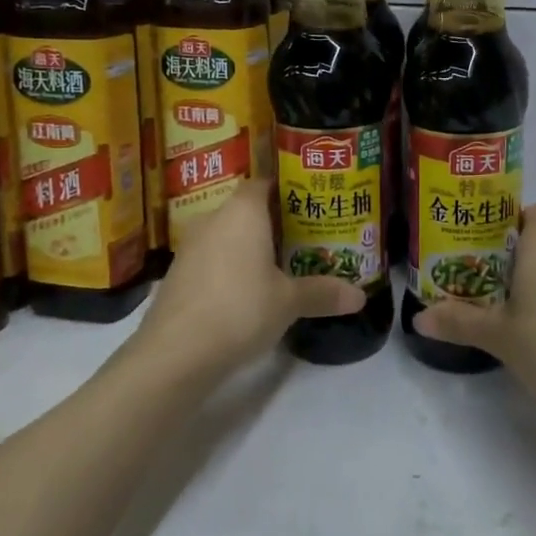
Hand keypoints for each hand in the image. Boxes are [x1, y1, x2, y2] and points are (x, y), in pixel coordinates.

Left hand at [133, 179, 363, 379]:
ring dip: (248, 246)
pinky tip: (246, 291)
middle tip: (303, 236)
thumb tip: (360, 297)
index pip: (265, 183)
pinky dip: (229, 267)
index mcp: (243, 210)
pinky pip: (211, 258)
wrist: (175, 353)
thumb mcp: (289, 302)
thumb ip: (323, 293)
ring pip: (226, 234)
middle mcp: (214, 218)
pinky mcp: (177, 274)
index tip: (309, 204)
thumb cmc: (240, 308)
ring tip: (279, 264)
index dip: (287, 190)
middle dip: (272, 221)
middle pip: (246, 209)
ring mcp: (190, 246)